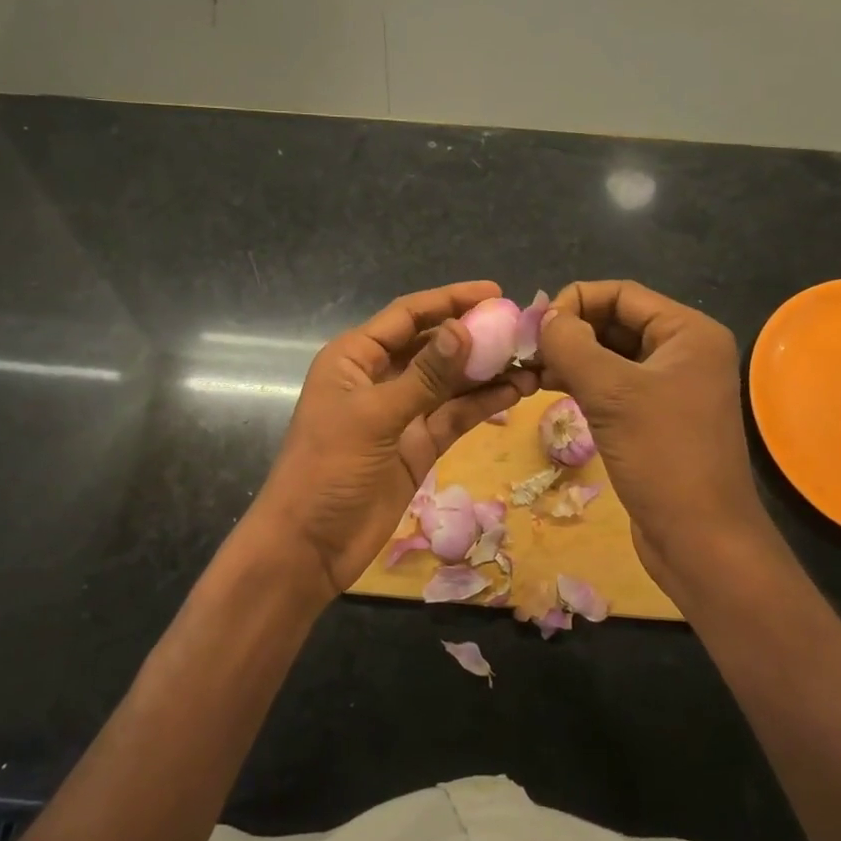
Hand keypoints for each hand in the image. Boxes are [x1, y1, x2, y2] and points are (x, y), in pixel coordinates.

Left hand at [249, 282, 536, 605]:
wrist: (309, 547)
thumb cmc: (328, 469)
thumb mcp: (375, 416)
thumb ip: (424, 375)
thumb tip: (465, 328)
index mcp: (356, 357)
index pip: (408, 315)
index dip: (450, 300)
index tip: (497, 293)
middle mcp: (379, 378)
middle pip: (433, 345)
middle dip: (475, 336)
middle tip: (523, 330)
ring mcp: (400, 413)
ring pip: (449, 382)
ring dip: (486, 372)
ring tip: (530, 361)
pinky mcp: (417, 446)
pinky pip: (454, 416)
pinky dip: (482, 404)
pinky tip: (515, 392)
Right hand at [536, 280, 769, 592]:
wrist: (700, 539)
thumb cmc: (662, 456)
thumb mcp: (611, 393)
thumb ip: (572, 345)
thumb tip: (544, 319)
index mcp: (688, 332)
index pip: (621, 294)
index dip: (574, 301)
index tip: (534, 327)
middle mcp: (683, 351)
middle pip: (615, 321)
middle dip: (570, 331)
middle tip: (525, 350)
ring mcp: (670, 385)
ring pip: (610, 354)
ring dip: (570, 357)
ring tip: (529, 371)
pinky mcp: (655, 416)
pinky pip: (613, 384)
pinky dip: (581, 382)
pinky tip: (548, 388)